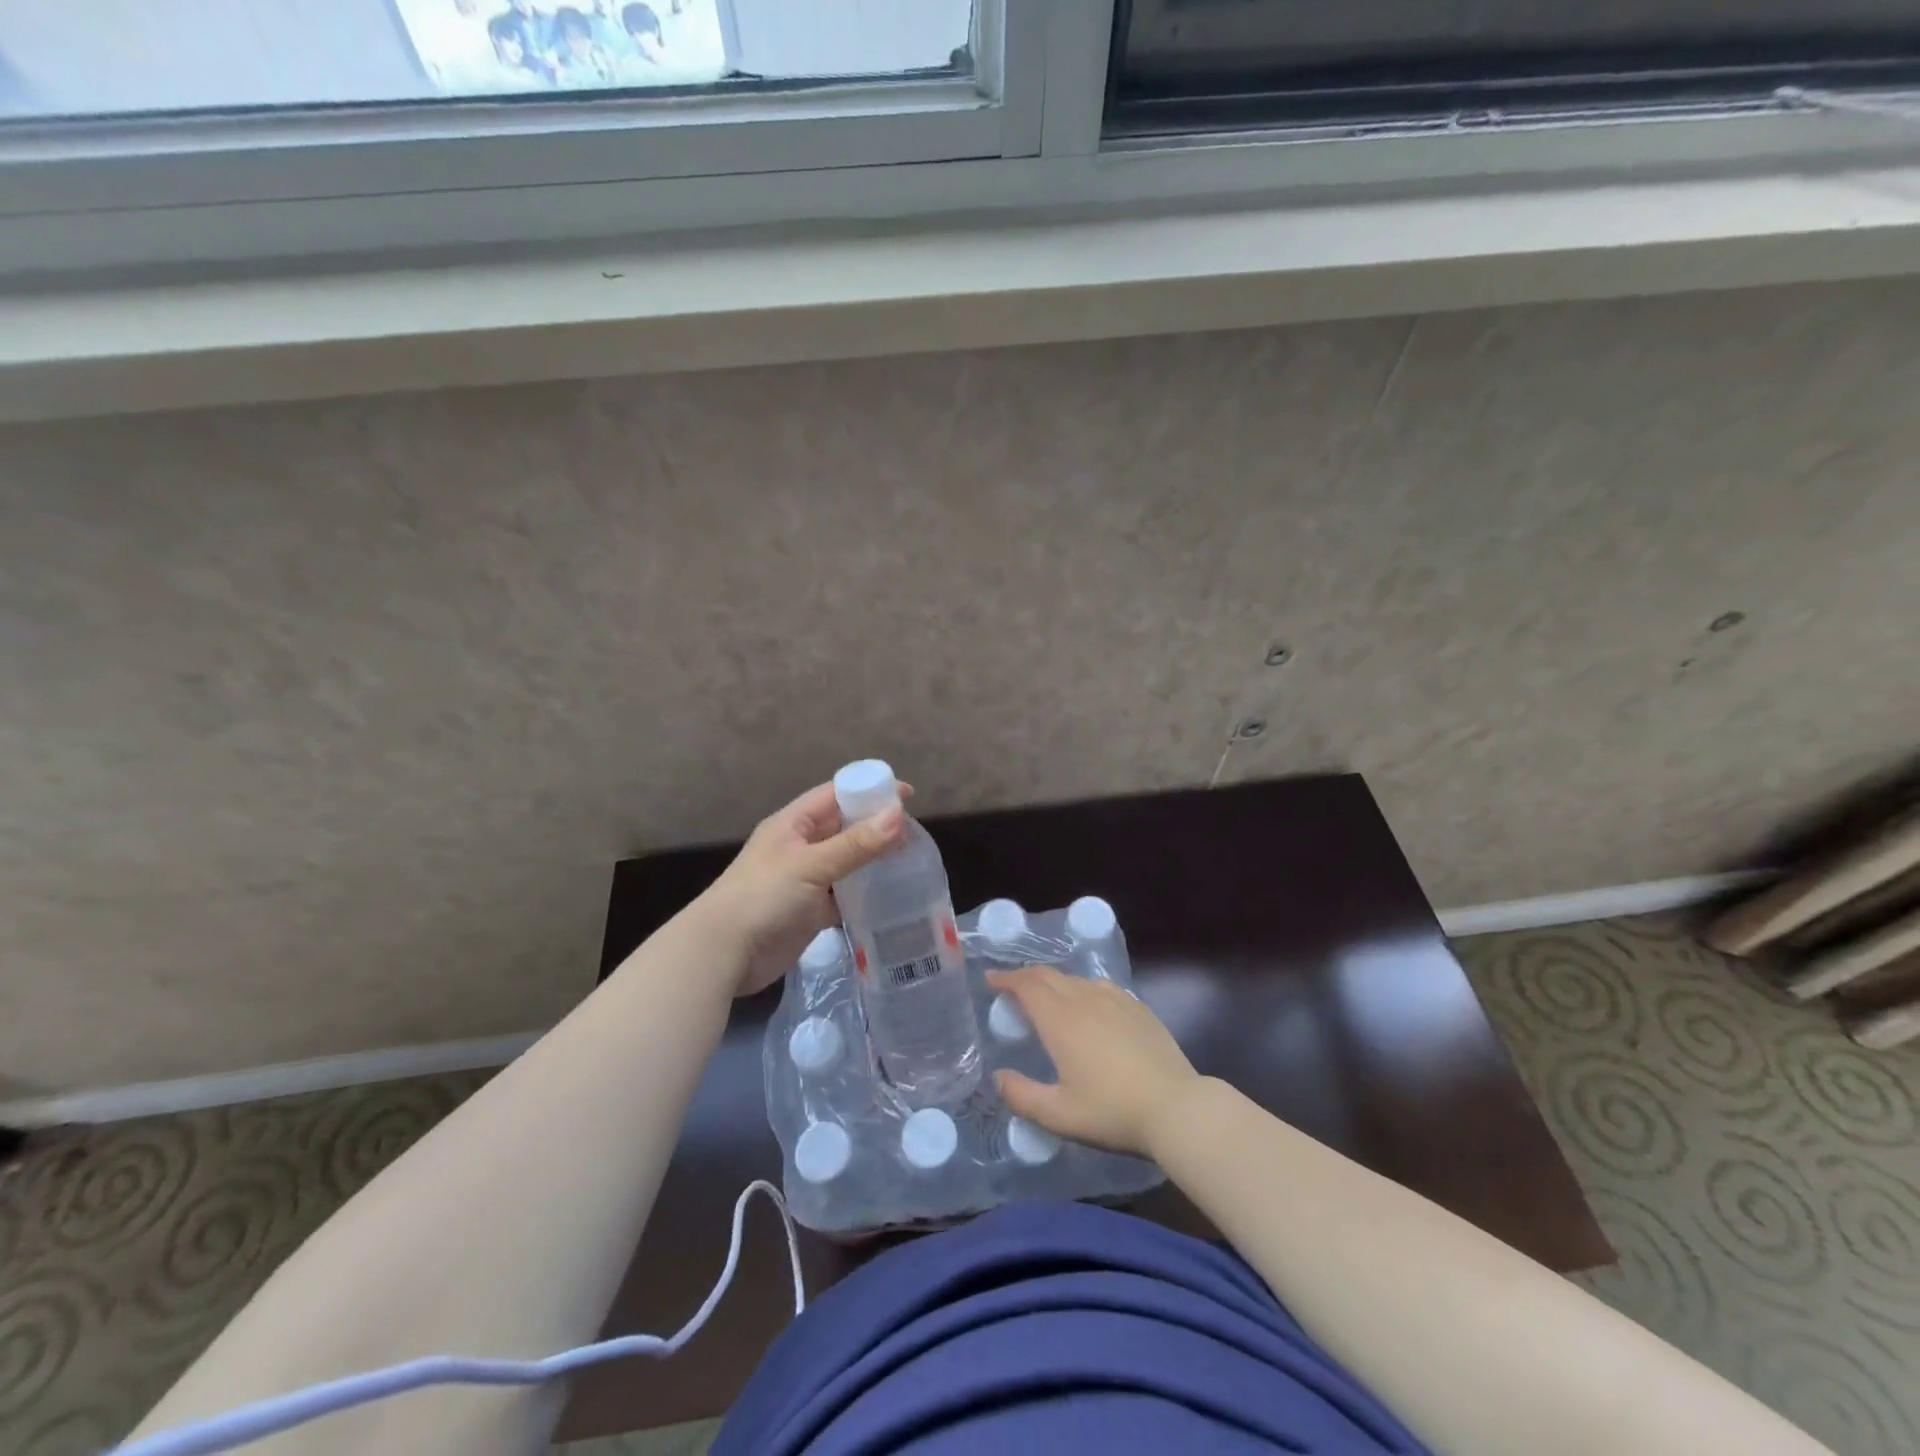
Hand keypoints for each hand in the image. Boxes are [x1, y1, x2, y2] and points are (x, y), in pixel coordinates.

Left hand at [693, 780, 909, 995]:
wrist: (723, 954)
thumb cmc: (763, 897)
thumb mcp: (811, 865)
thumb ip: (856, 843)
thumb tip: (899, 815)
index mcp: (793, 824)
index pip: (836, 794)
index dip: (869, 790)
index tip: (907, 795)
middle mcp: (800, 847)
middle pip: (844, 827)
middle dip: (877, 826)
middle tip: (915, 833)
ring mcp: (805, 880)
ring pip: (847, 862)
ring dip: (874, 861)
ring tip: (911, 862)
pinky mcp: (810, 912)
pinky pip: (843, 897)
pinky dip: (864, 896)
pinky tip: (891, 898)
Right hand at [986, 965, 1199, 1158]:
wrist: (1176, 1108)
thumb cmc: (1112, 1112)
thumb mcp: (1059, 1115)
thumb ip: (1022, 1096)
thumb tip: (998, 1078)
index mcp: (1060, 1020)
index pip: (1026, 985)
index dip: (1006, 979)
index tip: (990, 980)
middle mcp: (1084, 999)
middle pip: (1048, 975)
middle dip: (1025, 977)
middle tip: (1011, 988)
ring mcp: (1114, 999)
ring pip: (1075, 979)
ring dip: (1053, 983)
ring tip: (1046, 999)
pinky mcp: (1137, 1007)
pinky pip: (1099, 987)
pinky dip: (1081, 989)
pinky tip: (1087, 1006)